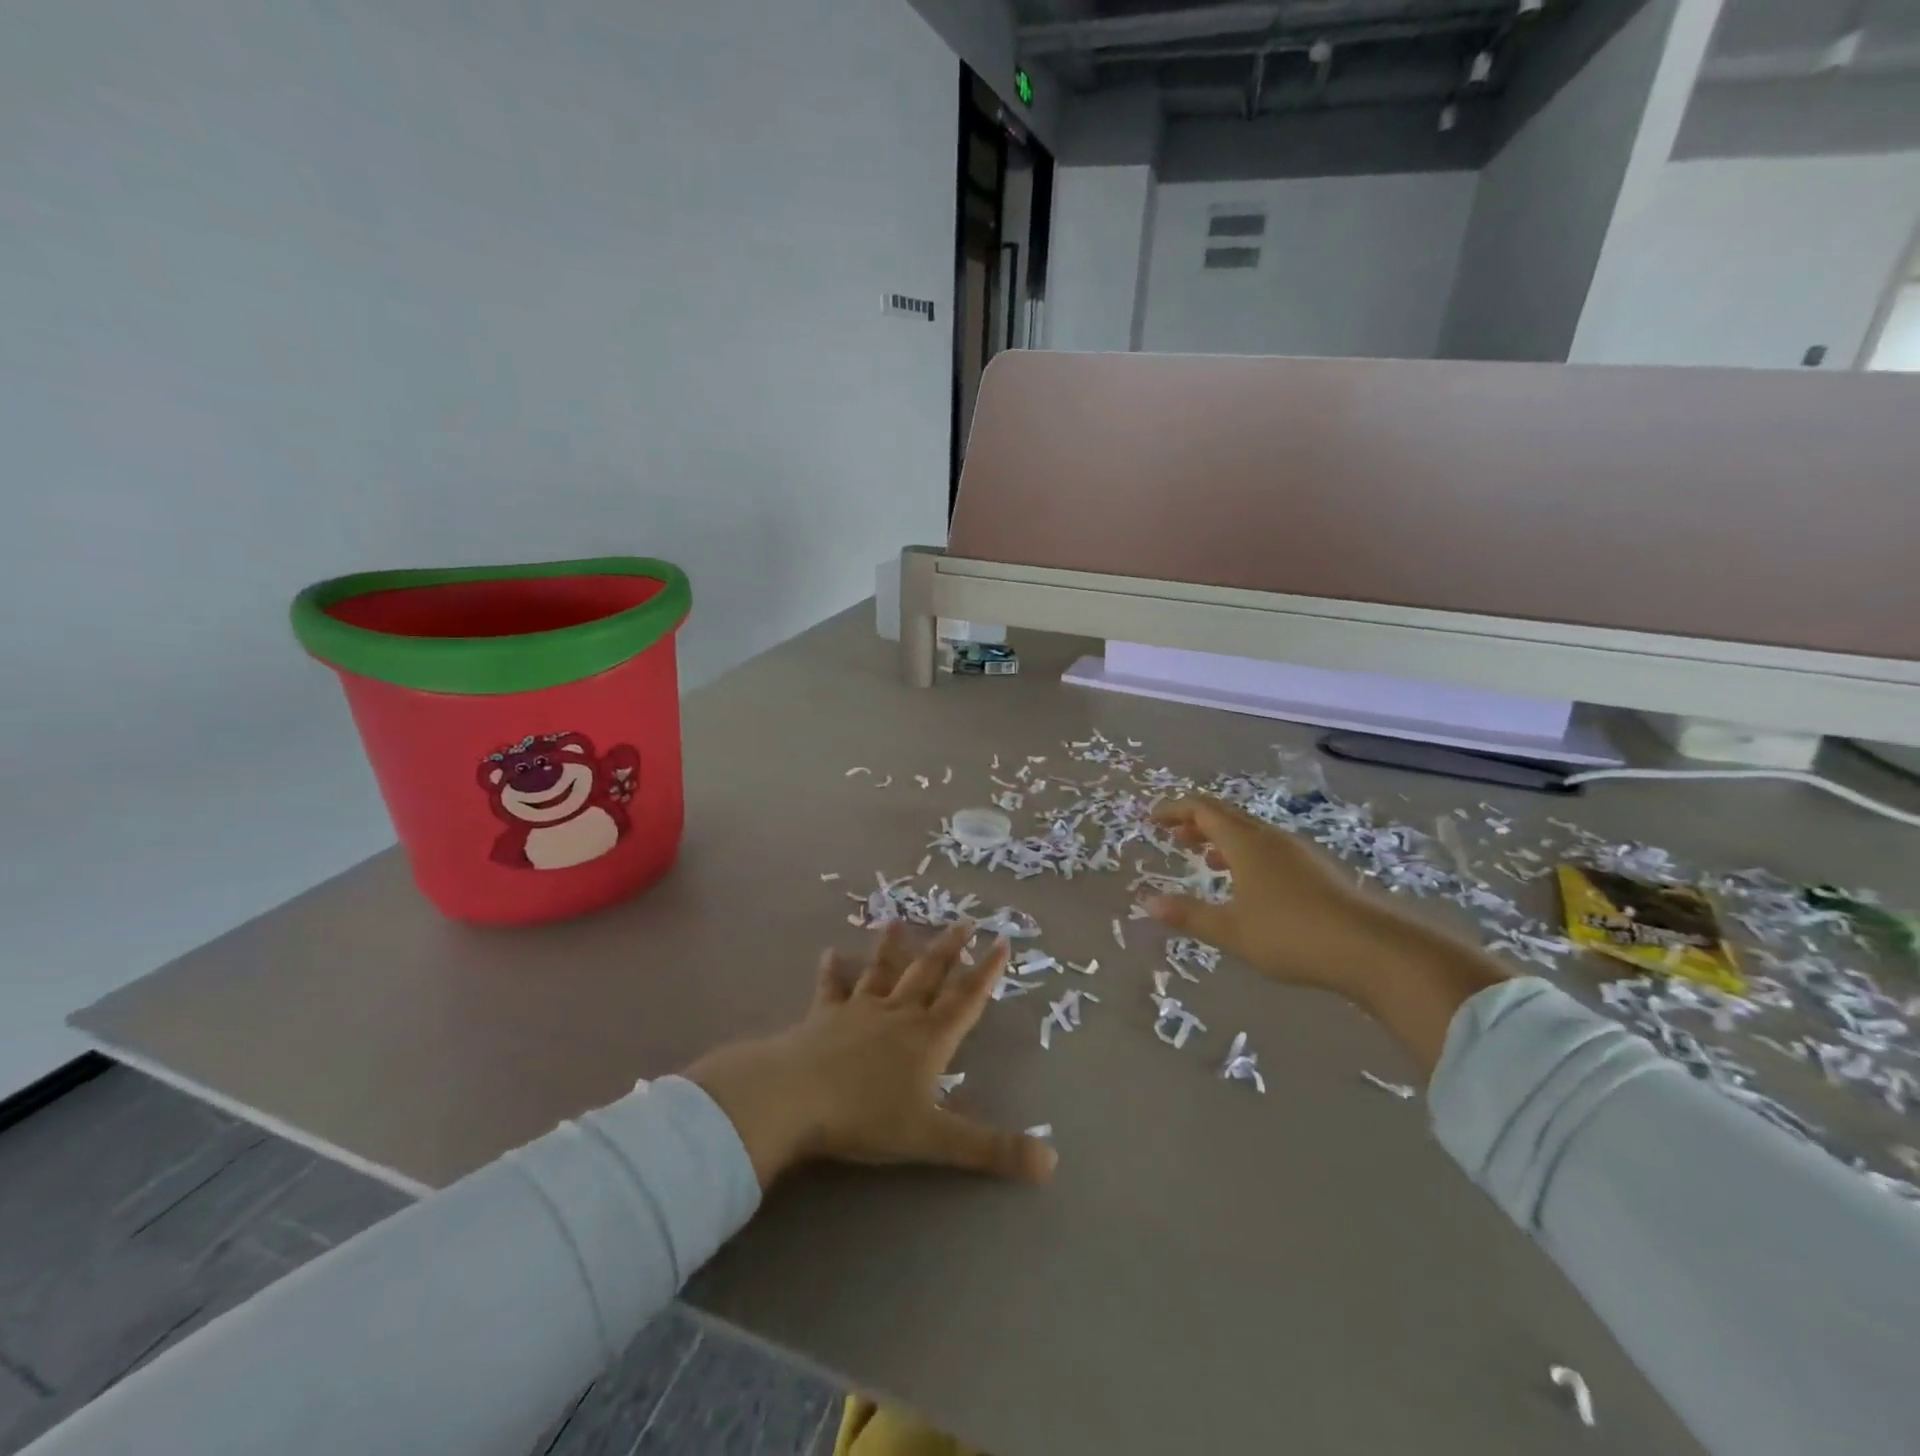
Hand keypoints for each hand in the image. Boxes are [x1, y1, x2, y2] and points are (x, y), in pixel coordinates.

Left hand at [685, 922, 1058, 1189]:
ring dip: (892, 948)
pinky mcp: (824, 1016)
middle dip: (949, 950)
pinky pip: (832, 988)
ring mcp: (859, 1010)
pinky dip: (832, 971)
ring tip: (898, 921)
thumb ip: (992, 1149)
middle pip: (929, 975)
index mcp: (929, 1038)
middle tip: (964, 921)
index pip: (966, 1000)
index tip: (1003, 942)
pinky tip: (829, 953)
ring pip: (882, 972)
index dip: (987, 972)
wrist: (797, 1097)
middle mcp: (899, 1014)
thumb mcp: (935, 1139)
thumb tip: (1052, 1162)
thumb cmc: (868, 1116)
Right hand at [1145, 796, 1414, 999]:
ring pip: (1250, 832)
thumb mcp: (1231, 930)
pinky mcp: (1315, 871)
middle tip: (1173, 836)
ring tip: (1204, 858)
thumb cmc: (1290, 934)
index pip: (1202, 810)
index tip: (1152, 819)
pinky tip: (1247, 883)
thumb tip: (1148, 903)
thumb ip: (1189, 915)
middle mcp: (1270, 838)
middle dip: (1196, 822)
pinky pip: (1268, 848)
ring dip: (1222, 839)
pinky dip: (1245, 854)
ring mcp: (1296, 853)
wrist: (1370, 949)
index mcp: (1245, 843)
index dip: (1175, 810)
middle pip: (1226, 816)